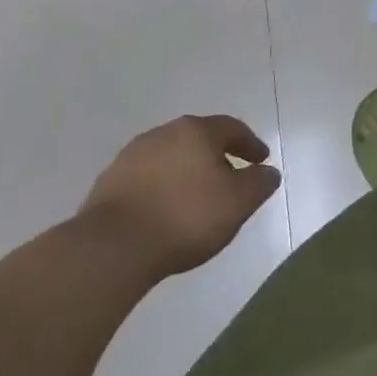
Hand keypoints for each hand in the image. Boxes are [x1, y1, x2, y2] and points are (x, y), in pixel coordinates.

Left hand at [78, 116, 281, 281]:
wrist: (112, 247)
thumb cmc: (186, 217)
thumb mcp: (238, 202)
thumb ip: (259, 183)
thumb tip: (268, 172)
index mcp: (196, 131)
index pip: (232, 128)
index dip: (250, 143)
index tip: (261, 160)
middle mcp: (163, 133)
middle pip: (198, 139)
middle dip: (217, 156)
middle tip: (231, 178)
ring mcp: (131, 156)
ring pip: (170, 158)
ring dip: (187, 172)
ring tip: (197, 198)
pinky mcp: (108, 183)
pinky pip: (147, 179)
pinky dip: (163, 188)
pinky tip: (166, 211)